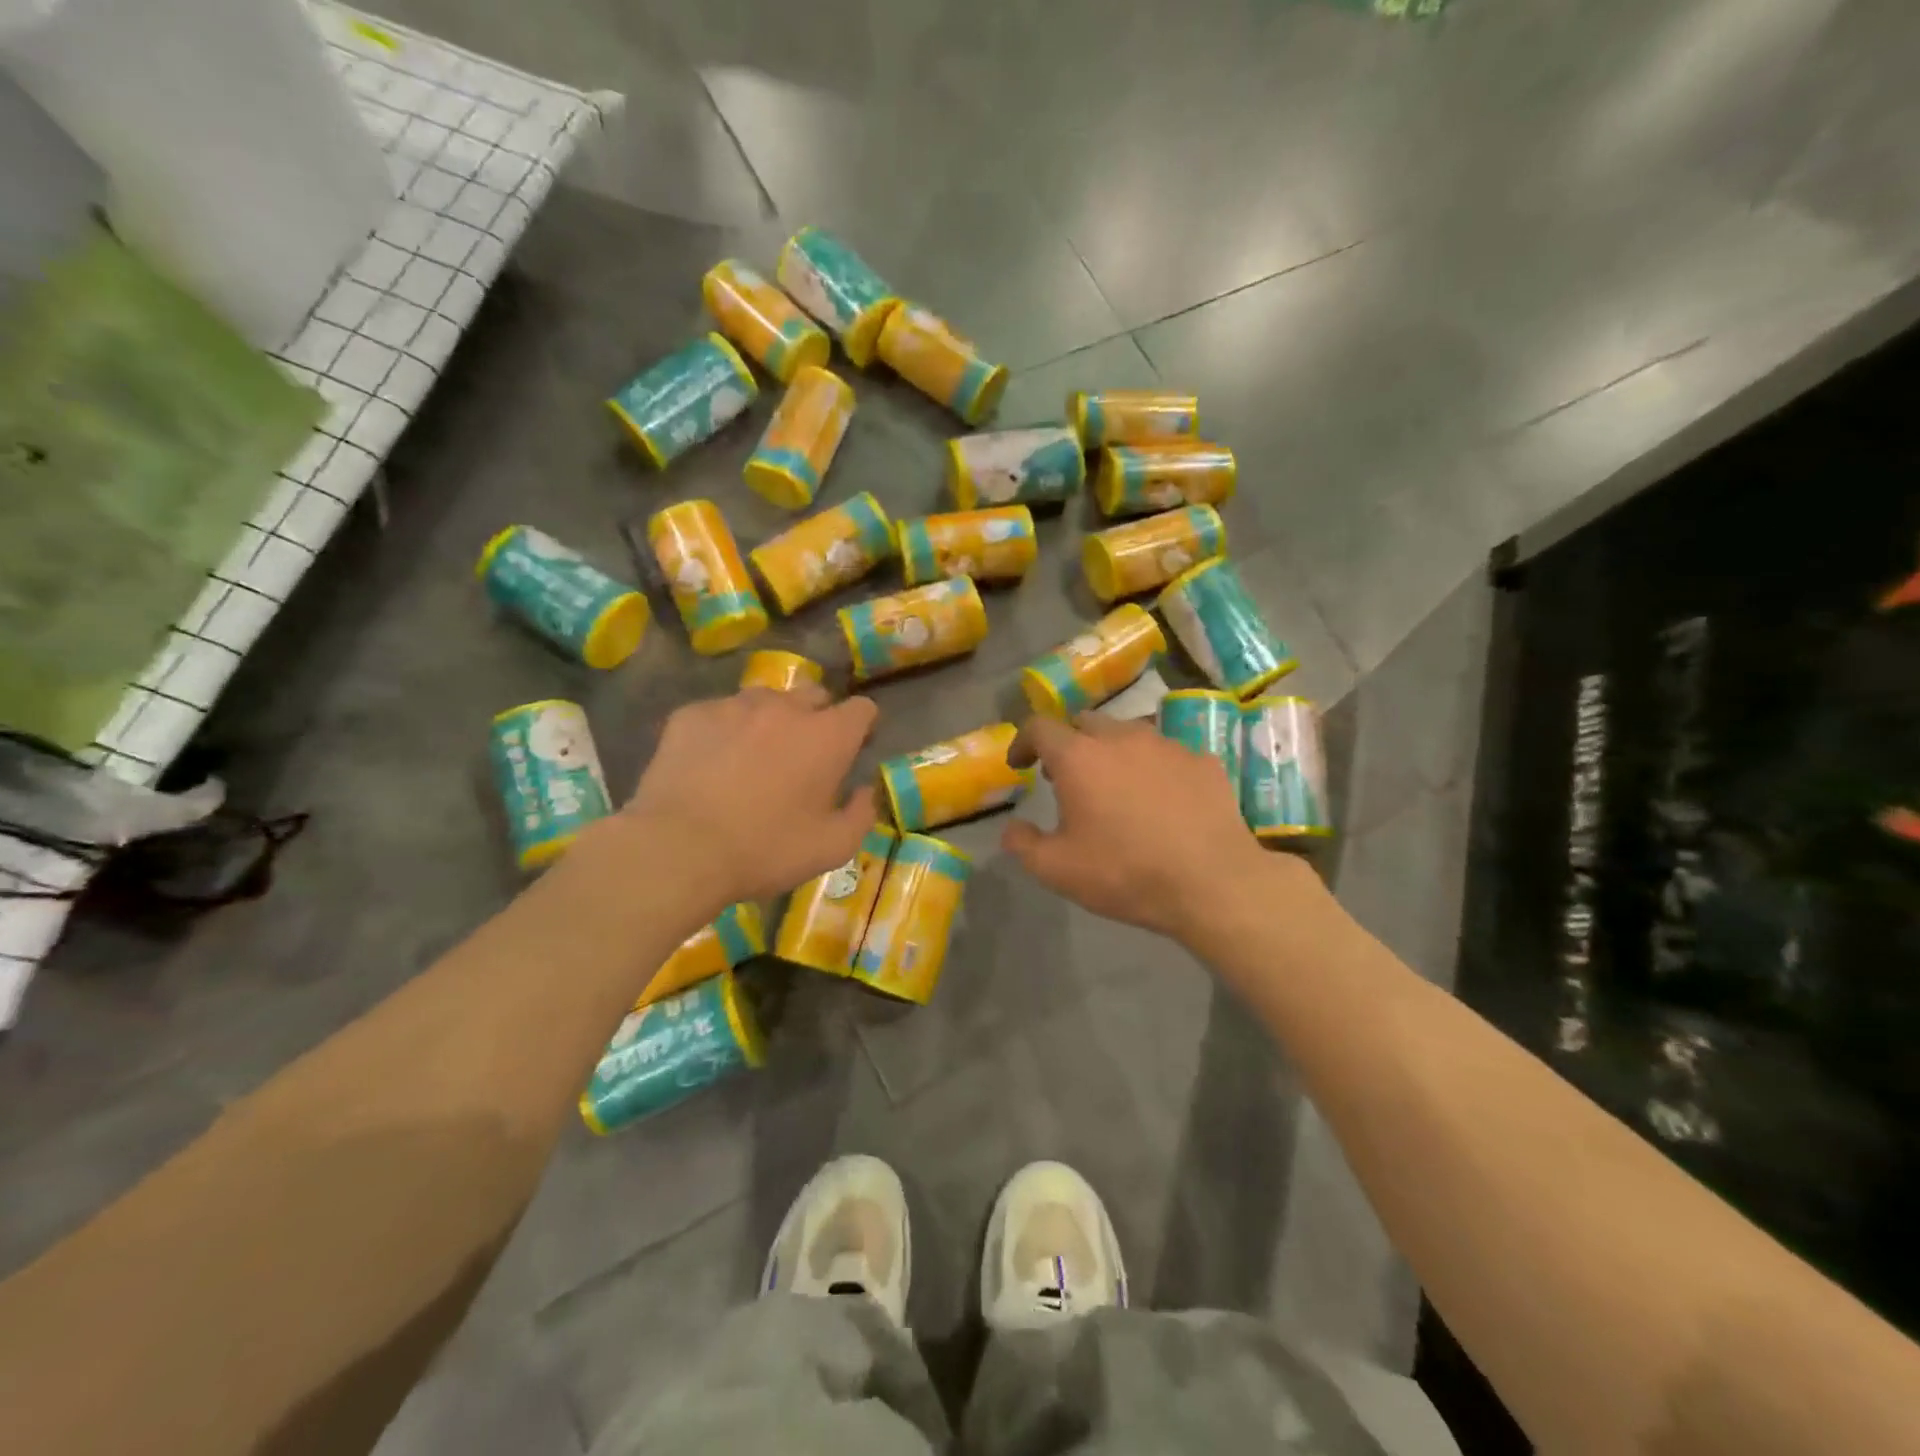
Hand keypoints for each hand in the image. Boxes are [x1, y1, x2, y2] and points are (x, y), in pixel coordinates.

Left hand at [625, 685, 878, 905]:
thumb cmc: (766, 850)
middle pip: (814, 695)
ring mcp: (735, 706)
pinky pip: (720, 713)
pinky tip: (711, 764)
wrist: (678, 850)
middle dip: (817, 718)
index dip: (862, 727)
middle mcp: (786, 707)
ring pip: (765, 700)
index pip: (862, 709)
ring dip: (770, 721)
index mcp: (828, 736)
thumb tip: (864, 790)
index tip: (852, 750)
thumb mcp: (833, 848)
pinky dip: (724, 731)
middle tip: (802, 757)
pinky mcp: (692, 714)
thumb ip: (862, 814)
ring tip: (752, 757)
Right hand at [1002, 712, 1277, 945]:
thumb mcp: (1057, 870)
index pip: (1040, 727)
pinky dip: (1153, 768)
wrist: (1213, 883)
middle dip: (1069, 743)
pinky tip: (1161, 799)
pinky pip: (1167, 753)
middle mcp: (1122, 738)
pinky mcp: (1203, 760)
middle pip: (1085, 722)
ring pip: (1129, 733)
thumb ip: (1023, 844)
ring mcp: (1167, 745)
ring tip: (1116, 787)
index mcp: (1079, 757)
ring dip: (1112, 752)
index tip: (1020, 764)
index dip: (1023, 742)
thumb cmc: (1125, 873)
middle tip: (1067, 778)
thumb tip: (1012, 828)